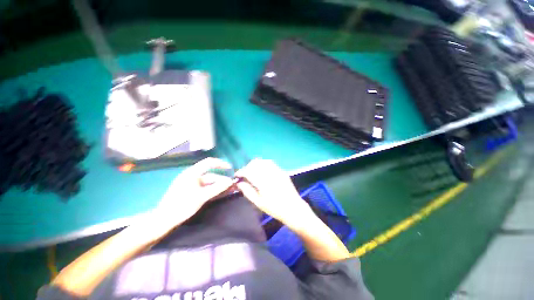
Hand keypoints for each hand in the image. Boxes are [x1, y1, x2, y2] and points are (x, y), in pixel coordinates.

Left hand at [154, 158, 233, 224]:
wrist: (164, 220)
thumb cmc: (182, 205)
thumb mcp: (202, 196)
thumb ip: (217, 188)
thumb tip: (230, 182)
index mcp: (192, 173)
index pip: (209, 163)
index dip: (221, 163)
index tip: (230, 168)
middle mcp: (193, 176)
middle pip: (211, 175)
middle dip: (223, 180)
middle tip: (233, 185)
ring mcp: (193, 185)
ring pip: (210, 183)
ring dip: (220, 186)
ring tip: (231, 190)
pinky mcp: (193, 192)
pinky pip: (206, 189)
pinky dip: (214, 190)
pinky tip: (223, 193)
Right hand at [235, 159, 310, 225]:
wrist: (293, 208)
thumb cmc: (274, 208)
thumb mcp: (258, 203)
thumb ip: (247, 191)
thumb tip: (238, 183)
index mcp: (263, 183)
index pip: (249, 171)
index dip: (241, 171)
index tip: (237, 175)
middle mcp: (270, 174)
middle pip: (255, 163)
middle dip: (247, 167)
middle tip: (245, 175)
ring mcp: (277, 171)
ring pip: (262, 161)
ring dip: (255, 164)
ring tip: (252, 172)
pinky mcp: (282, 171)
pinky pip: (270, 163)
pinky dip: (263, 164)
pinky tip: (262, 171)